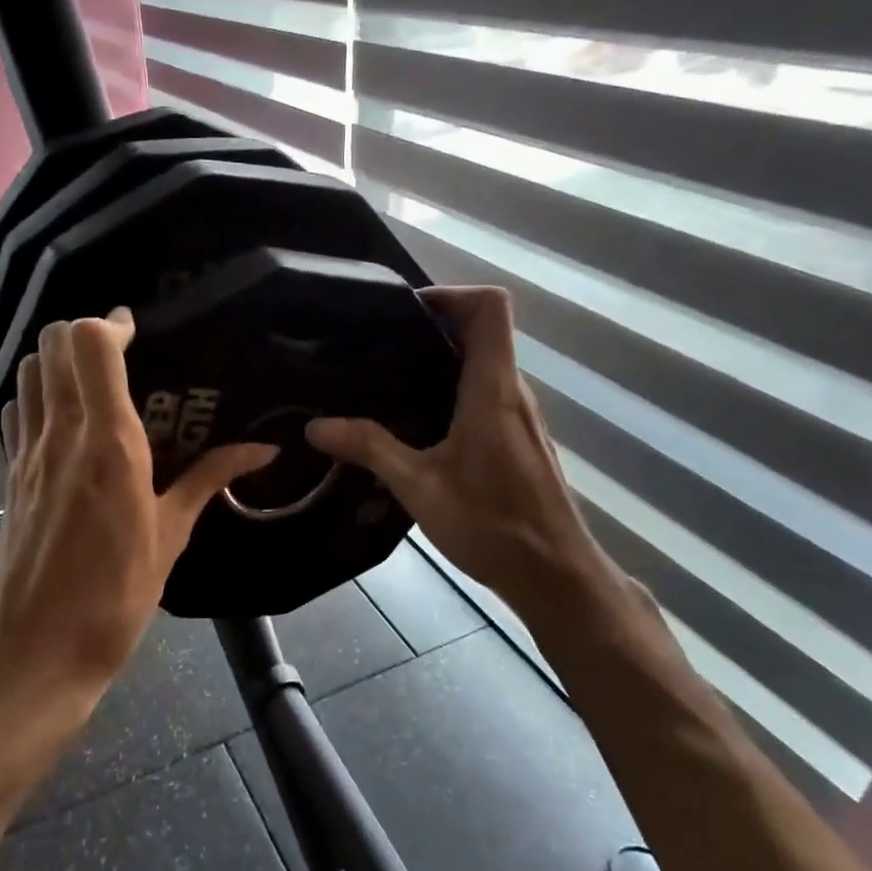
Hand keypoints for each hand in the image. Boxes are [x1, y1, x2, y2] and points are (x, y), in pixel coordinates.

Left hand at [0, 309, 274, 708]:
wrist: (36, 650)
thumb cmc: (115, 598)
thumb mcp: (171, 537)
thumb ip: (211, 480)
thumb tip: (262, 449)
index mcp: (110, 445)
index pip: (92, 346)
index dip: (113, 325)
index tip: (138, 333)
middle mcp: (63, 435)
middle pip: (54, 344)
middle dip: (84, 333)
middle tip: (119, 353)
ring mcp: (28, 453)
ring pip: (29, 370)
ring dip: (57, 359)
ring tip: (92, 380)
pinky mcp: (9, 473)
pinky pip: (16, 410)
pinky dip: (36, 395)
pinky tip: (63, 419)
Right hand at [307, 286, 618, 610]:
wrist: (555, 576)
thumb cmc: (493, 525)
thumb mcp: (419, 487)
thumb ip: (369, 449)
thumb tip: (316, 426)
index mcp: (493, 388)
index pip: (490, 307)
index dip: (449, 294)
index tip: (404, 312)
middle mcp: (513, 392)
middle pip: (483, 331)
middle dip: (432, 327)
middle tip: (379, 346)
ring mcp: (520, 417)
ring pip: (483, 365)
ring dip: (440, 362)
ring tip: (387, 381)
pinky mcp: (519, 440)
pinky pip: (485, 395)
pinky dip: (451, 391)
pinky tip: (416, 426)